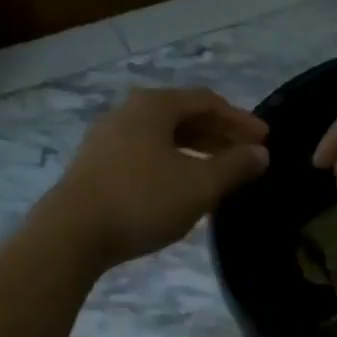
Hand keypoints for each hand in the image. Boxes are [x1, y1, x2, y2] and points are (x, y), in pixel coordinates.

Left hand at [50, 88, 268, 268]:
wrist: (71, 234)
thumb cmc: (142, 200)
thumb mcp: (198, 185)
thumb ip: (234, 166)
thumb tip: (260, 153)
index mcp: (153, 106)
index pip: (207, 101)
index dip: (239, 119)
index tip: (265, 138)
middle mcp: (127, 113)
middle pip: (183, 116)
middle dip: (218, 134)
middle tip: (247, 155)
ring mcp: (106, 139)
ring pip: (162, 137)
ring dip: (195, 150)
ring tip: (219, 172)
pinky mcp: (95, 166)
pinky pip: (144, 154)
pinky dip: (171, 163)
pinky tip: (181, 186)